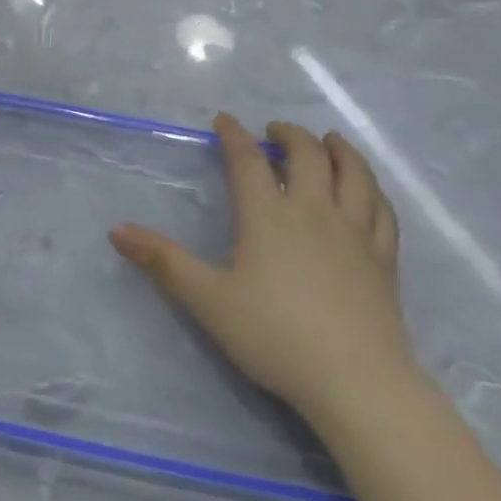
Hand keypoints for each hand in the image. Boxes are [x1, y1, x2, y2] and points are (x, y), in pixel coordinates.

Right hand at [110, 114, 413, 428]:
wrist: (356, 381)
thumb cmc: (275, 336)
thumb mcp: (207, 300)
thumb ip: (163, 262)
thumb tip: (116, 229)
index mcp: (268, 215)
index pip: (248, 160)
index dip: (234, 135)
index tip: (225, 119)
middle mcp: (314, 211)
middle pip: (307, 154)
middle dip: (289, 134)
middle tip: (275, 130)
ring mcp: (355, 232)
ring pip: (353, 173)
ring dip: (339, 149)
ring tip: (329, 140)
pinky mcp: (383, 258)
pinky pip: (382, 209)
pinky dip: (372, 189)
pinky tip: (368, 190)